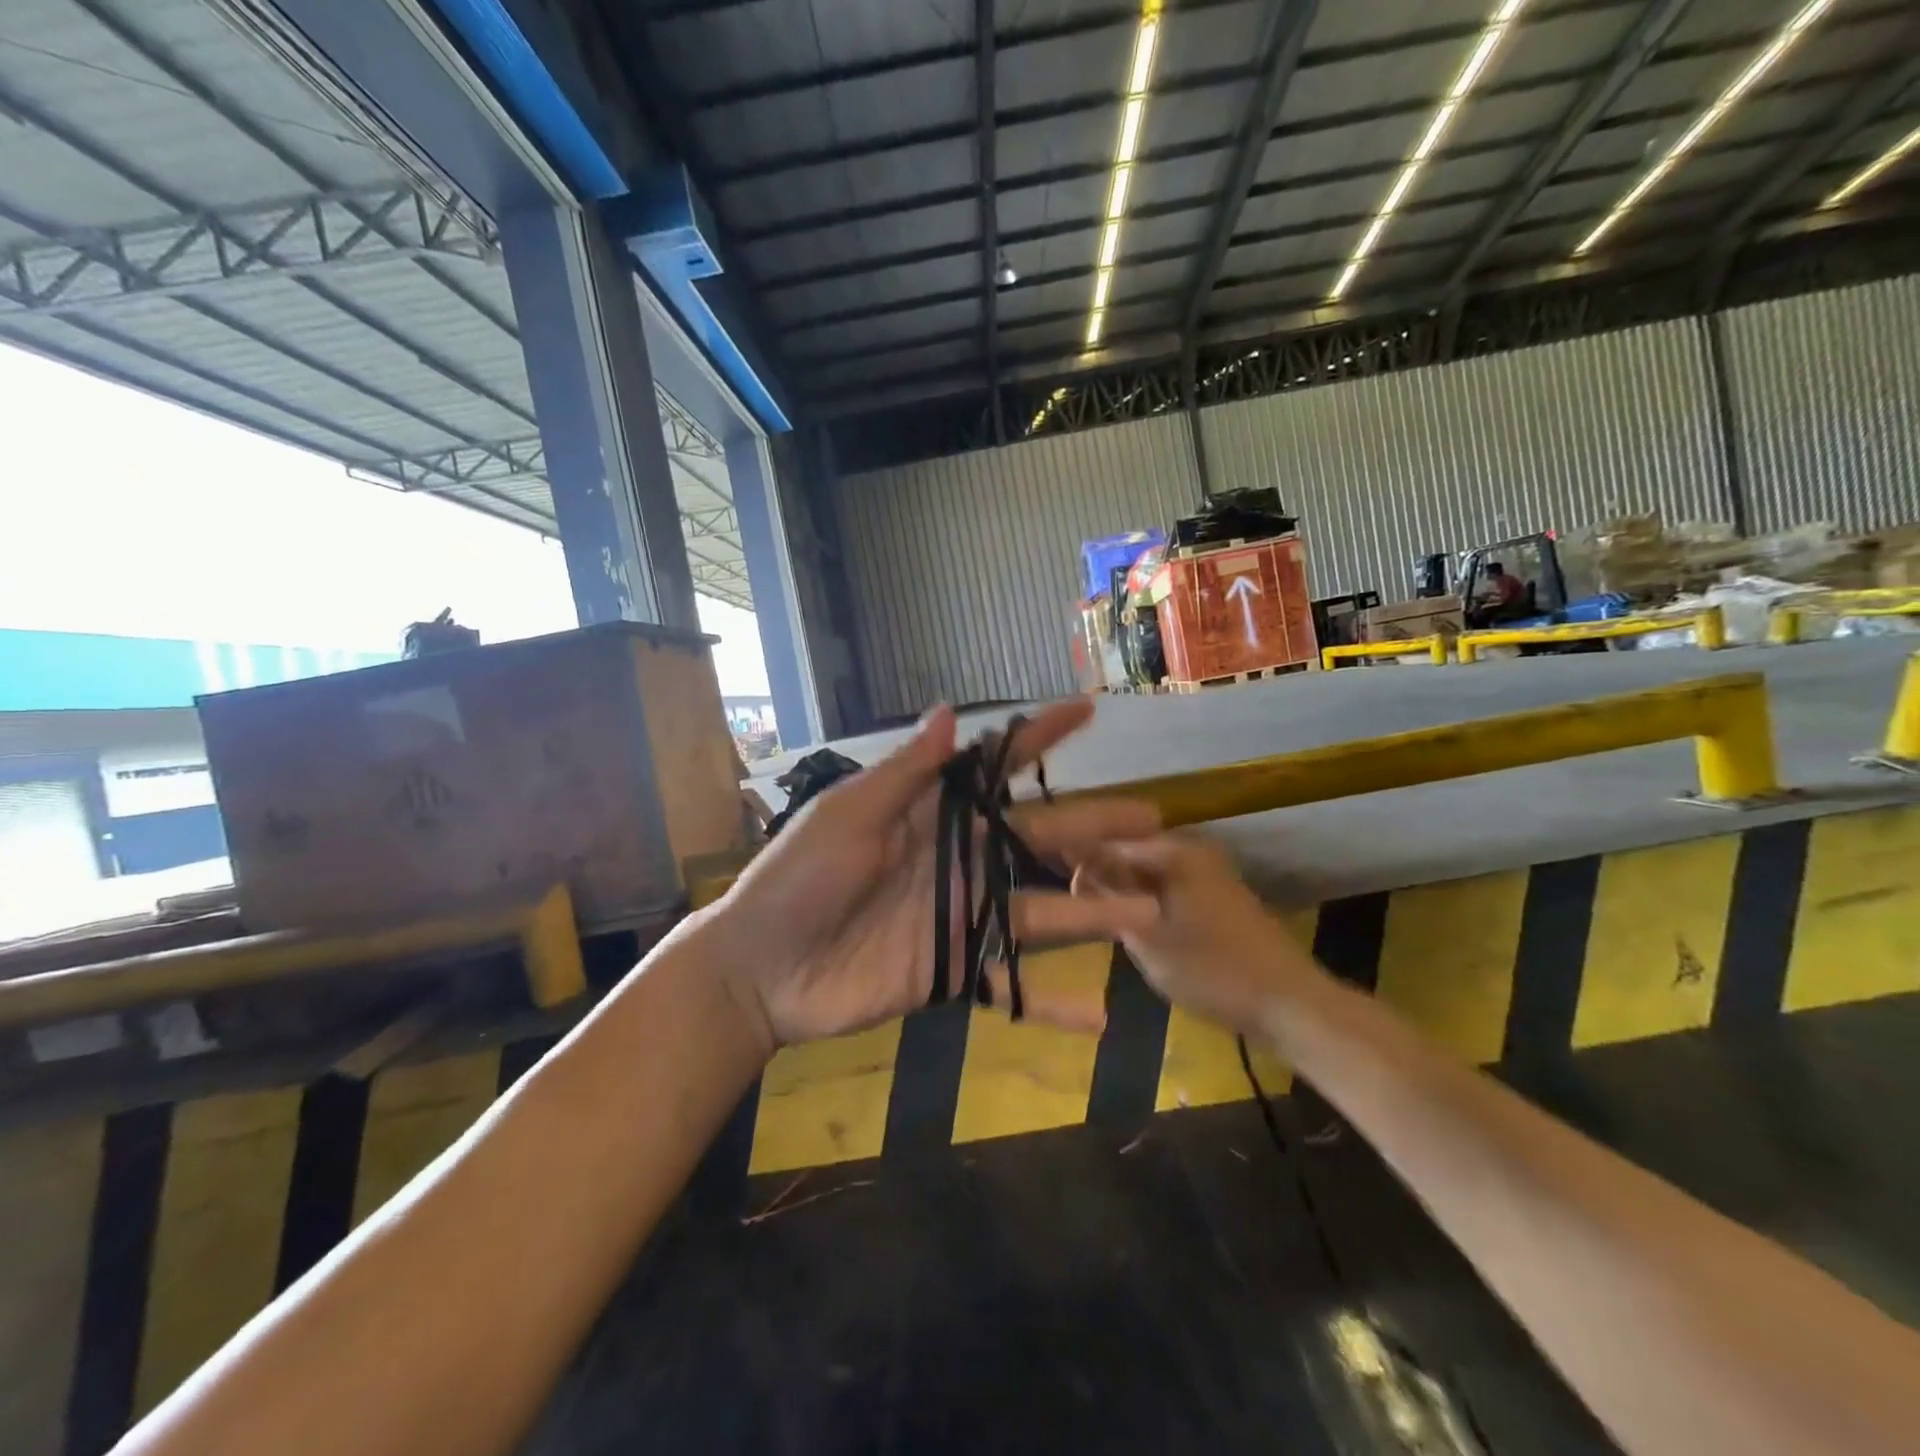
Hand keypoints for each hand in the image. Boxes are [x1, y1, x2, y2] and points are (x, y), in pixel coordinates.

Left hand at [706, 700, 1163, 1052]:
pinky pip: (1008, 987)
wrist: (759, 969)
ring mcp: (961, 917)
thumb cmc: (799, 879)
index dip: (1040, 738)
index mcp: (933, 815)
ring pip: (1040, 912)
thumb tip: (950, 710)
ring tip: (1149, 911)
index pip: (996, 768)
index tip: (1086, 712)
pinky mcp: (952, 971)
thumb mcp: (848, 816)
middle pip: (1038, 840)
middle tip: (1152, 819)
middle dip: (1094, 826)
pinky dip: (1048, 1004)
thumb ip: (904, 773)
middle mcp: (959, 860)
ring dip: (1093, 913)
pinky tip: (1098, 1021)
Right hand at [1073, 834, 1321, 1034]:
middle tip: (1083, 911)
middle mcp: (1193, 851)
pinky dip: (1150, 901)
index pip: (1110, 843)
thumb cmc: (1212, 970)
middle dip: (1105, 878)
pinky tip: (1140, 929)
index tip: (1064, 896)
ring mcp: (1210, 872)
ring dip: (1127, 892)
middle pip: (1132, 854)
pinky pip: (1171, 886)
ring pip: (1151, 872)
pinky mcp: (1220, 896)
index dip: (1083, 865)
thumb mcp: (1148, 937)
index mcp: (1175, 852)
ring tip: (1107, 922)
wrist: (1289, 1003)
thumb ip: (1109, 899)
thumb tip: (1079, 871)